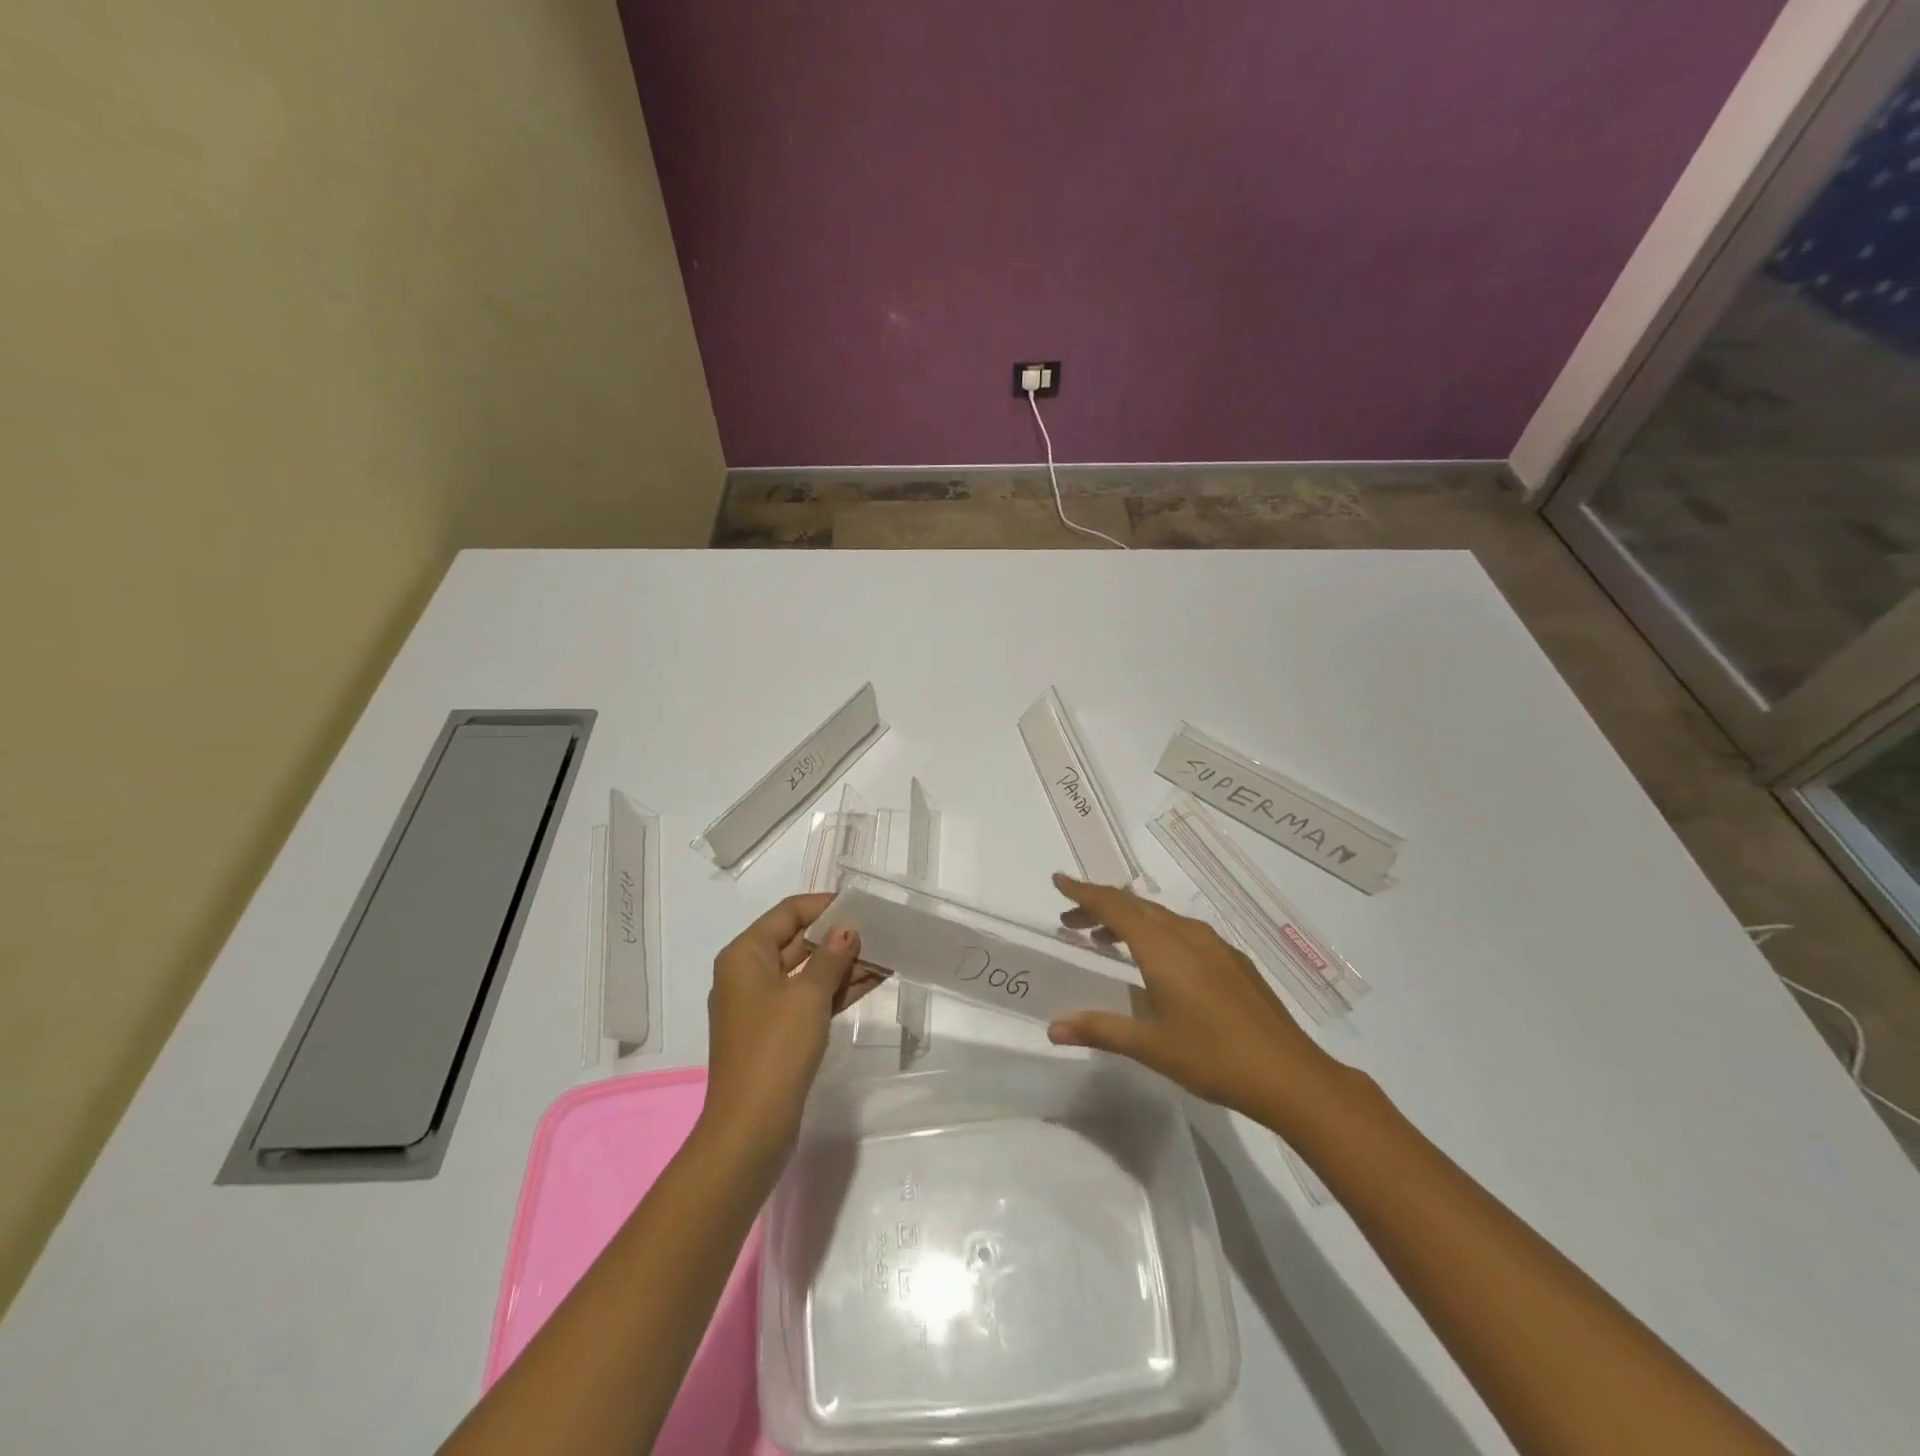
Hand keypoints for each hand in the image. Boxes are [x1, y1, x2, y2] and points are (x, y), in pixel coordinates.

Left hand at [699, 894, 861, 1172]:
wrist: (750, 1128)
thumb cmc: (775, 1049)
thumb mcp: (808, 995)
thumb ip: (831, 956)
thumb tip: (847, 929)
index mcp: (745, 955)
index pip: (788, 913)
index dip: (824, 905)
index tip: (862, 902)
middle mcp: (748, 974)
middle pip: (798, 941)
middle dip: (839, 936)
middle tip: (882, 929)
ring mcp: (761, 1005)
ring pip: (807, 971)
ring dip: (843, 964)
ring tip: (887, 953)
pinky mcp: (776, 1033)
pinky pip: (809, 998)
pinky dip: (837, 990)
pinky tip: (873, 981)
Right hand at [1047, 874, 1343, 1122]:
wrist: (1290, 1075)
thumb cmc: (1212, 1057)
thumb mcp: (1150, 1046)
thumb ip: (1099, 1029)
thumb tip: (1052, 1029)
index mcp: (1162, 948)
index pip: (1113, 906)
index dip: (1083, 892)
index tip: (1058, 881)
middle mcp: (1187, 935)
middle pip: (1135, 906)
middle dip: (1099, 907)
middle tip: (1071, 921)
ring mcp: (1215, 945)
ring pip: (1161, 917)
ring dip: (1128, 921)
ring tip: (1105, 940)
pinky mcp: (1233, 960)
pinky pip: (1184, 931)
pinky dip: (1157, 933)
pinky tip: (1157, 961)